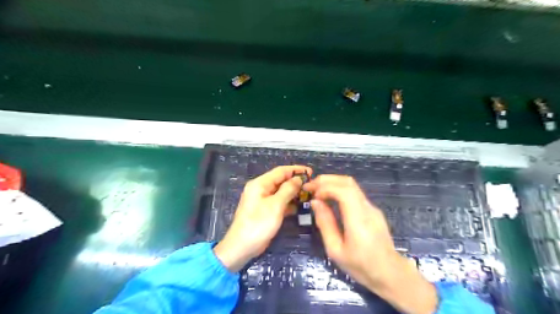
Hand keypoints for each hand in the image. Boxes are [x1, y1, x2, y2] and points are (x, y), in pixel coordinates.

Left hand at [215, 167, 312, 272]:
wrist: (242, 247)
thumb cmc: (258, 224)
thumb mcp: (275, 205)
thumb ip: (288, 190)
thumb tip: (298, 179)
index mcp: (260, 184)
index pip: (280, 171)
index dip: (296, 170)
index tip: (311, 171)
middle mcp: (261, 189)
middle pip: (281, 181)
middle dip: (296, 182)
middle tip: (312, 185)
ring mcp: (262, 200)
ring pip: (281, 192)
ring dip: (293, 193)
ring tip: (309, 195)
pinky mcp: (265, 210)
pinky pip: (279, 202)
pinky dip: (288, 203)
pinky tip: (299, 206)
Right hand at [305, 175, 437, 313]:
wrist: (390, 274)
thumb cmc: (361, 266)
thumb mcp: (336, 250)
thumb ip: (325, 223)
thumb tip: (315, 202)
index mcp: (358, 220)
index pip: (344, 191)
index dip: (325, 187)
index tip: (311, 194)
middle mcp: (367, 208)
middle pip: (348, 182)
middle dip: (327, 180)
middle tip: (310, 186)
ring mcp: (372, 208)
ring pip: (352, 185)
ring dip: (333, 183)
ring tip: (317, 190)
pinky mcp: (373, 210)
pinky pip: (355, 193)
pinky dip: (339, 190)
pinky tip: (330, 199)